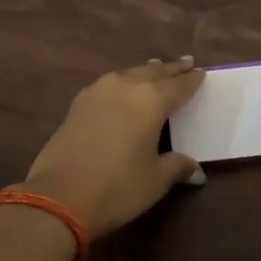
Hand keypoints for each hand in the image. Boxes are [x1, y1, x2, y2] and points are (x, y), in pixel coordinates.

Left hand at [22, 58, 205, 237]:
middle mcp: (126, 86)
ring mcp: (98, 91)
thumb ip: (177, 166)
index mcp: (151, 100)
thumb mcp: (156, 180)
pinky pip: (110, 83)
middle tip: (185, 64)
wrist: (58, 197)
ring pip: (129, 73)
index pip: (179, 85)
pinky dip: (124, 82)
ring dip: (146, 71)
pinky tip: (123, 89)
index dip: (192, 80)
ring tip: (156, 69)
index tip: (201, 73)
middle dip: (171, 69)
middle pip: (154, 72)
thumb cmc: (117, 187)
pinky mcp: (78, 103)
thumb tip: (194, 167)